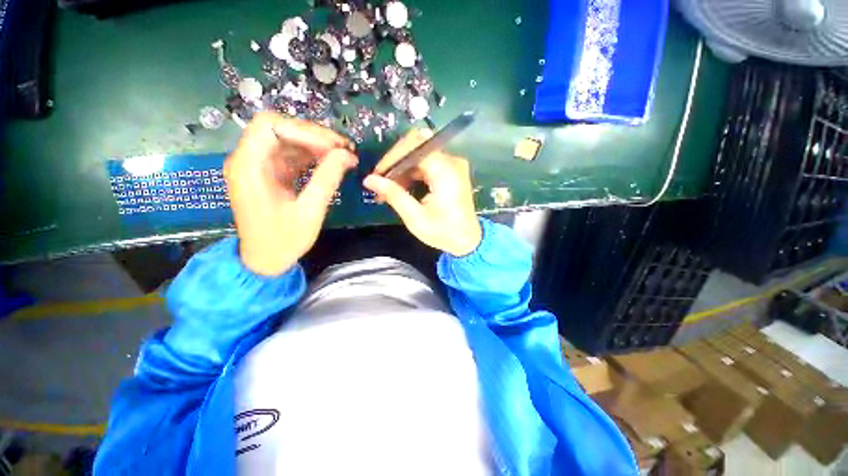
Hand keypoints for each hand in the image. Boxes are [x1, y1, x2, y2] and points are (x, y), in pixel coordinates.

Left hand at [225, 112, 356, 275]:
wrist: (265, 260)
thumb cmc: (283, 240)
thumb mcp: (309, 211)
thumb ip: (327, 179)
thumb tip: (347, 155)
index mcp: (249, 167)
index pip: (270, 126)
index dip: (304, 131)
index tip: (334, 148)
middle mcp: (249, 160)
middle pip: (280, 129)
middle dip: (315, 135)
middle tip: (345, 149)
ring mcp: (260, 166)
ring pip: (289, 140)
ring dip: (317, 144)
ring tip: (344, 155)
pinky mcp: (270, 174)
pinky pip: (292, 155)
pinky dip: (313, 156)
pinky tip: (331, 163)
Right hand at [363, 129, 481, 256]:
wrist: (468, 241)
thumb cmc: (444, 232)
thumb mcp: (416, 218)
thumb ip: (394, 195)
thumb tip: (369, 179)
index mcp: (445, 170)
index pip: (414, 146)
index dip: (392, 157)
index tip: (377, 175)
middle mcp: (451, 161)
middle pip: (416, 147)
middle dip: (395, 164)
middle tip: (381, 184)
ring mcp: (452, 165)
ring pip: (419, 155)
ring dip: (401, 170)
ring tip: (388, 190)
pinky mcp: (451, 171)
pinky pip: (426, 163)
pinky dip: (411, 173)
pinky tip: (402, 188)